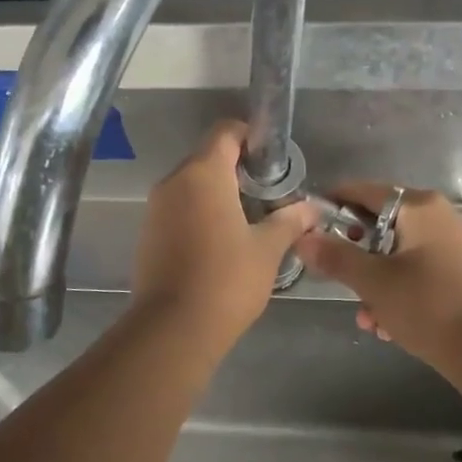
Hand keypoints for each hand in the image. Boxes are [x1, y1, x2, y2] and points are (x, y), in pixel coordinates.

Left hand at [129, 121, 319, 347]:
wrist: (172, 329)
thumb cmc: (226, 280)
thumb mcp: (267, 249)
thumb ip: (290, 221)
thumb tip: (313, 208)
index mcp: (204, 173)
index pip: (226, 132)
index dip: (251, 137)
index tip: (273, 160)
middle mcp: (174, 181)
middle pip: (208, 156)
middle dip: (238, 168)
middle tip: (267, 193)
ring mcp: (156, 207)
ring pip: (191, 183)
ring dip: (218, 192)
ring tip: (248, 219)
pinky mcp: (148, 232)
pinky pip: (178, 207)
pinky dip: (199, 212)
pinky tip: (220, 241)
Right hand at [294, 184, 461, 367]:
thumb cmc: (427, 306)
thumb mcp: (373, 281)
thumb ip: (335, 256)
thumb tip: (302, 238)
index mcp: (419, 206)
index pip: (364, 191)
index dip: (333, 204)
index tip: (308, 224)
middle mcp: (438, 216)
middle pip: (380, 224)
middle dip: (356, 255)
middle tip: (338, 278)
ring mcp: (452, 243)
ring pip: (397, 253)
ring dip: (375, 282)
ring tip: (366, 317)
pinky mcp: (460, 270)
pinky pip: (417, 270)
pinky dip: (398, 290)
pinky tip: (388, 325)